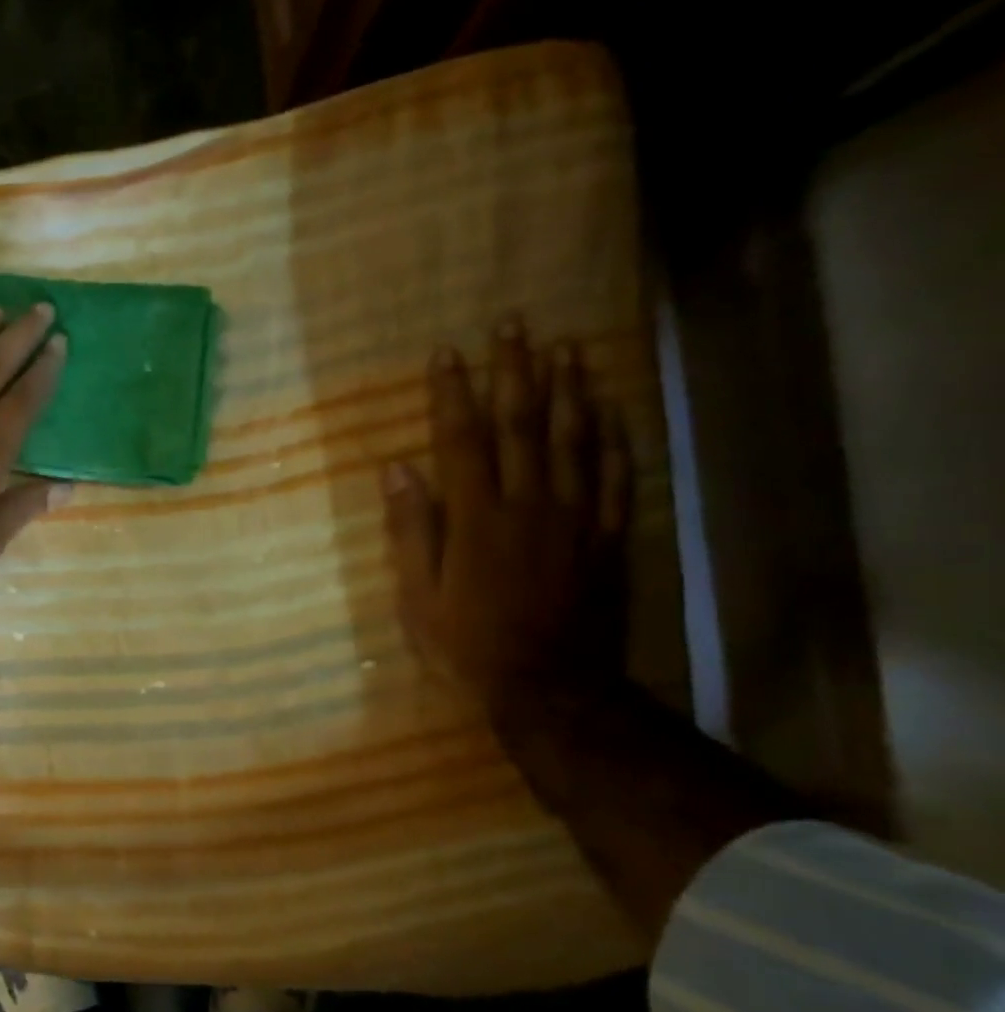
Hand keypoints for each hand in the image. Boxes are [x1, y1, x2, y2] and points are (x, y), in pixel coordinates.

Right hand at [381, 321, 631, 711]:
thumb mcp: (418, 597)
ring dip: (570, 389)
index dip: (453, 393)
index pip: (462, 440)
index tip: (446, 353)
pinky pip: (615, 478)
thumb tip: (397, 471)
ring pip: (575, 440)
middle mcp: (528, 505)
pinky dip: (613, 440)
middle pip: (523, 425)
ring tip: (567, 347)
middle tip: (514, 324)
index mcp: (476, 518)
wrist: (550, 687)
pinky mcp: (607, 538)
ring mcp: (574, 519)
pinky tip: (611, 410)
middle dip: (515, 371)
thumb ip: (410, 531)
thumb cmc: (468, 644)